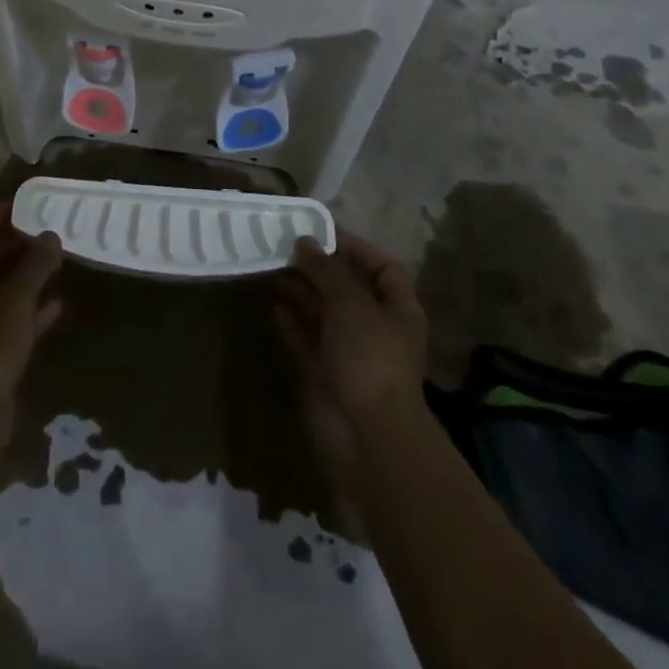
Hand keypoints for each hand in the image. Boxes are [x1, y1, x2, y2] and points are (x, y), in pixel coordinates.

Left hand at [0, 203, 63, 450]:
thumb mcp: (15, 297)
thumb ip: (35, 263)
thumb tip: (51, 235)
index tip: (21, 203)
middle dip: (12, 245)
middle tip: (43, 228)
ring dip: (23, 278)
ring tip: (55, 259)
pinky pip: (6, 324)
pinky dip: (29, 312)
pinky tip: (57, 305)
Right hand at [271, 232, 429, 495]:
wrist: (367, 436)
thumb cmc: (370, 358)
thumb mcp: (350, 303)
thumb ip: (325, 270)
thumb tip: (304, 242)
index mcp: (397, 309)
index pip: (383, 268)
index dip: (357, 248)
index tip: (323, 232)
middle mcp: (375, 328)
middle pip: (347, 288)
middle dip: (319, 268)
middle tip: (285, 245)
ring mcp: (350, 352)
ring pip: (322, 312)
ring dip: (300, 291)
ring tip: (271, 267)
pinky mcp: (325, 373)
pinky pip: (306, 339)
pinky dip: (291, 322)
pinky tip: (273, 305)